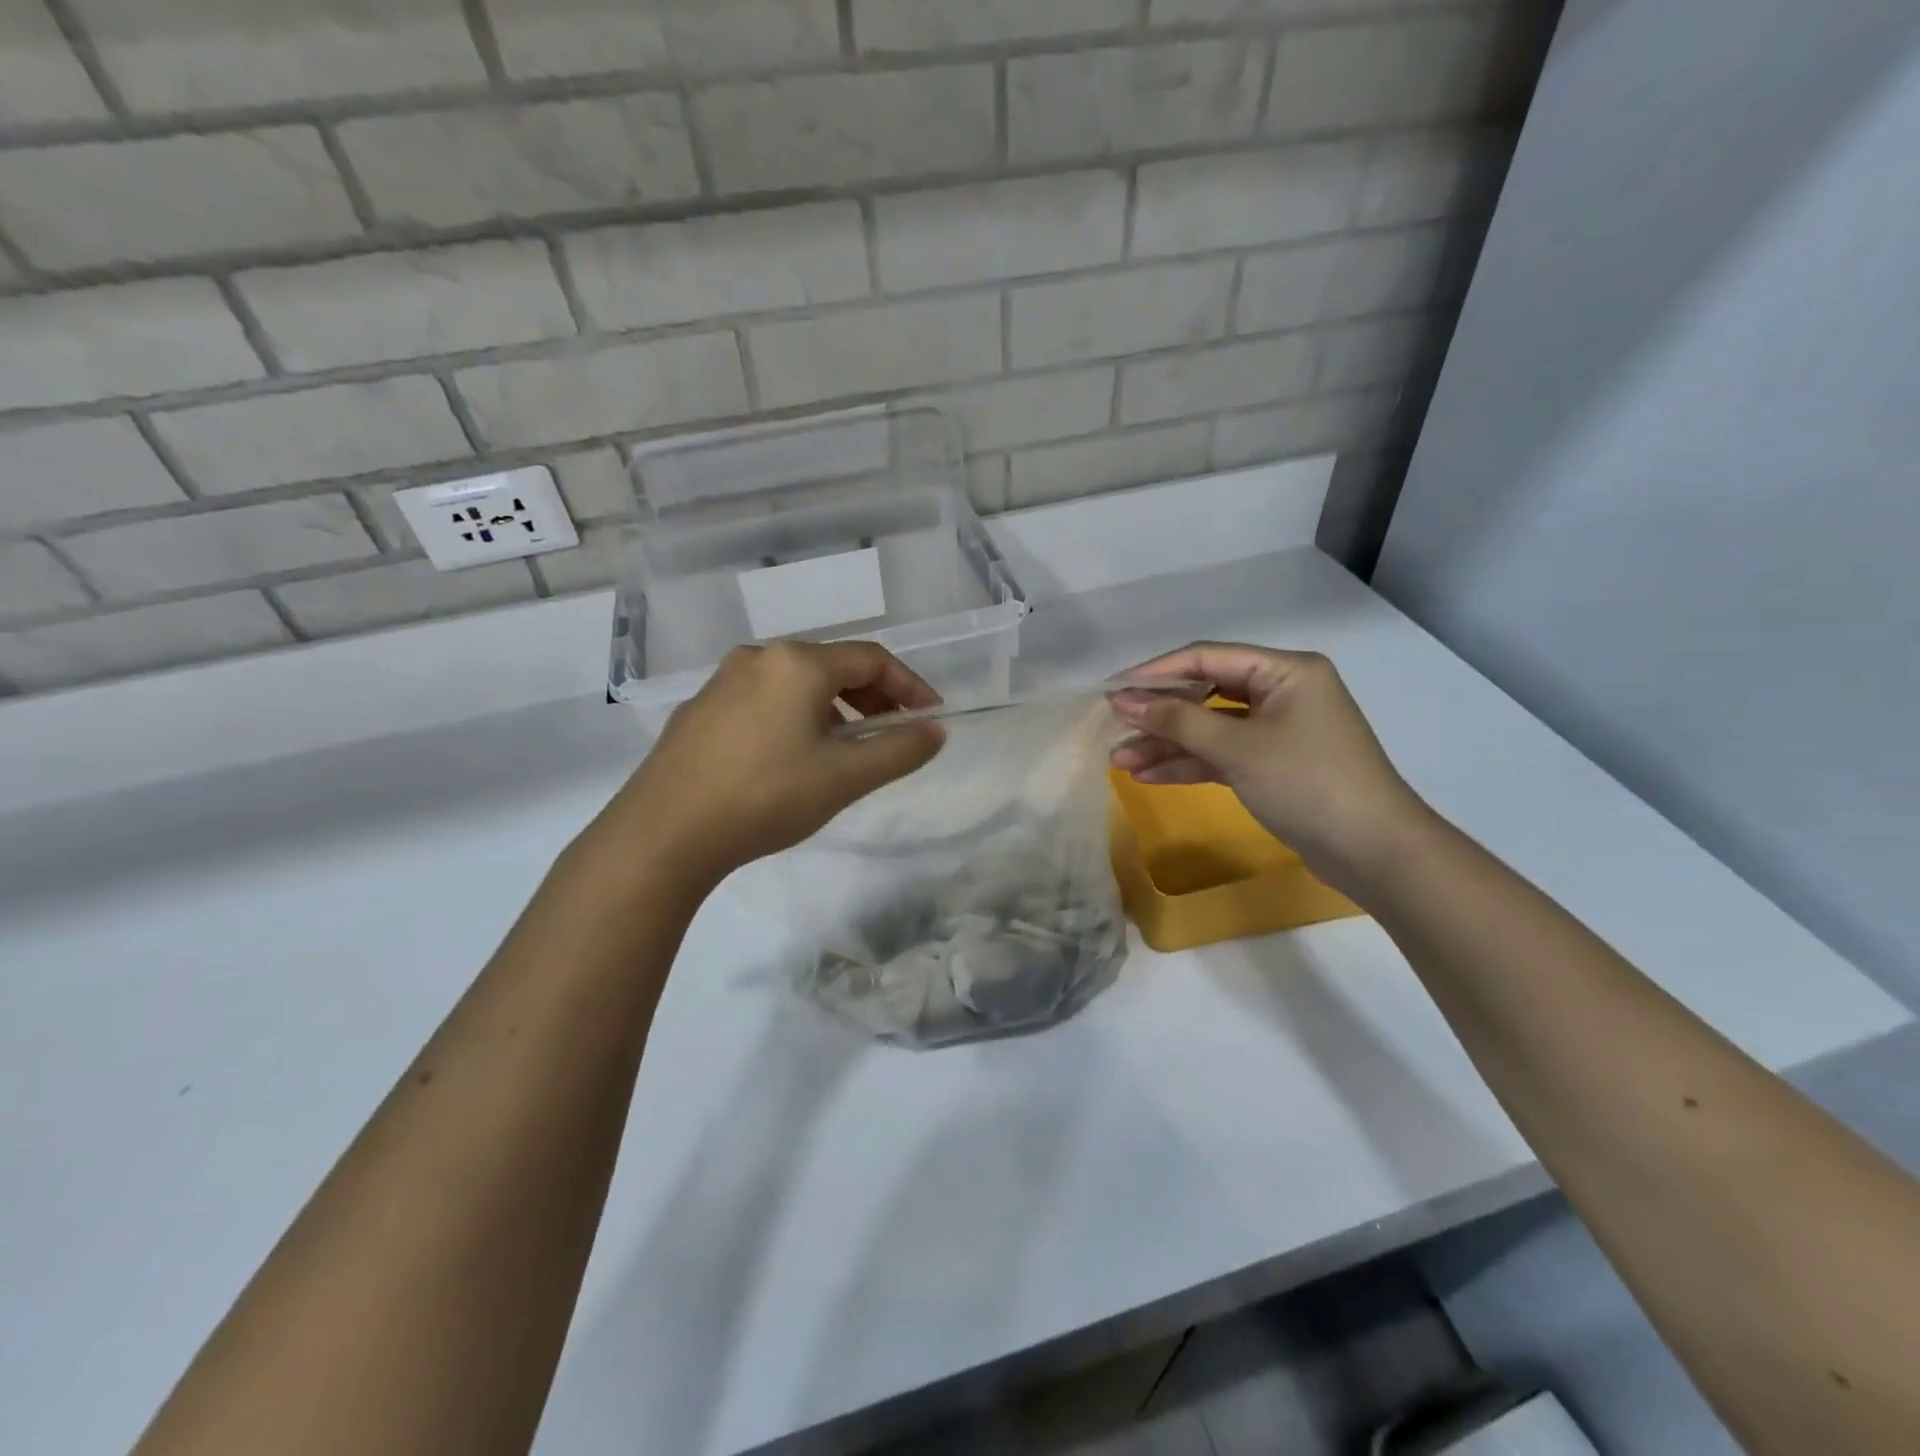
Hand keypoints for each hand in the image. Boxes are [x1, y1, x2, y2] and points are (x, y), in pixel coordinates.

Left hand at [592, 642, 945, 886]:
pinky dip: (795, 717)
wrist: (664, 833)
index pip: (872, 659)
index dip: (910, 685)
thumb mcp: (845, 777)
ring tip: (846, 748)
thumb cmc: (766, 796)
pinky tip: (792, 756)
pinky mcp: (700, 710)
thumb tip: (936, 731)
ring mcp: (723, 681)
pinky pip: (764, 700)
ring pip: (796, 683)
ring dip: (834, 708)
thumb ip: (898, 750)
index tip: (932, 717)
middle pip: (833, 665)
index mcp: (798, 663)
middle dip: (872, 697)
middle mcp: (759, 658)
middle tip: (892, 732)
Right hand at [1110, 642, 1428, 894]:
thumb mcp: (1237, 748)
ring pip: (1209, 728)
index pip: (1207, 658)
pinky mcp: (1272, 764)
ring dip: (1167, 744)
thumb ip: (1178, 721)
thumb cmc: (1307, 783)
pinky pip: (1222, 754)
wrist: (1372, 851)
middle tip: (1113, 727)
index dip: (1156, 672)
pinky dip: (1189, 764)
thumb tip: (1125, 699)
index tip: (1113, 689)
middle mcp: (1281, 692)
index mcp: (1284, 671)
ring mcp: (1276, 730)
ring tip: (1119, 760)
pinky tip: (1149, 776)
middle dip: (1159, 714)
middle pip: (1205, 693)